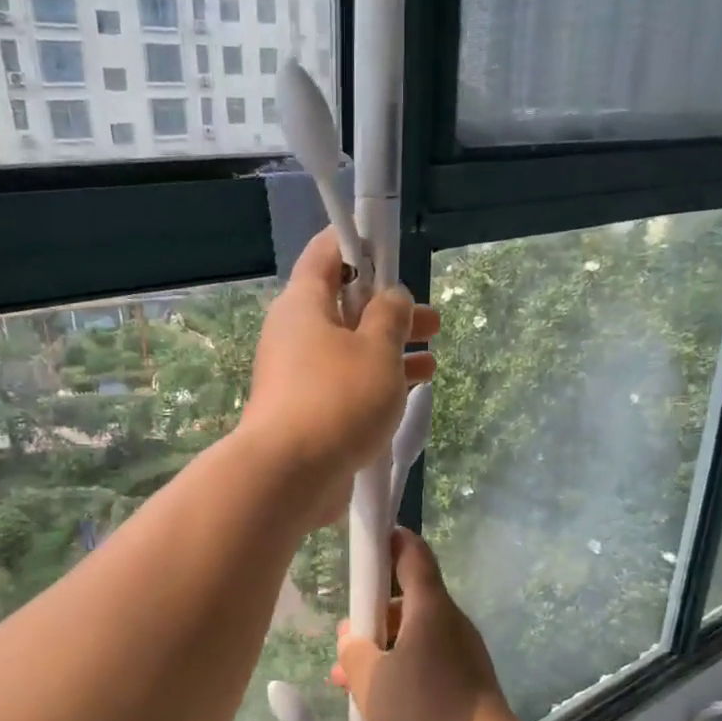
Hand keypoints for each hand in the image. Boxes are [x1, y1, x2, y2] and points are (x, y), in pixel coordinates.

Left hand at [238, 228, 438, 527]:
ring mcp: (299, 378)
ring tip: (431, 359)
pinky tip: (409, 394)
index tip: (392, 250)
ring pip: (350, 351)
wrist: (289, 477)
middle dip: (390, 310)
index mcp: (303, 304)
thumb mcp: (377, 348)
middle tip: (430, 320)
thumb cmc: (337, 399)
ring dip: (390, 351)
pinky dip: (376, 384)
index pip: (327, 254)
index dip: (360, 244)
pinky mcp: (308, 413)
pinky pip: (346, 386)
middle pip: (345, 308)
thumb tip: (391, 298)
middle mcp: (295, 335)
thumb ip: (391, 315)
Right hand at [334, 529, 524, 720]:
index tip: (365, 546)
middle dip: (373, 613)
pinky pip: (427, 659)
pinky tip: (379, 698)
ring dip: (383, 647)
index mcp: (429, 606)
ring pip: (415, 634)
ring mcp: (462, 650)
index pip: (412, 552)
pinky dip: (402, 667)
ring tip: (349, 679)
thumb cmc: (423, 709)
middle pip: (408, 598)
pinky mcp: (467, 678)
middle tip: (346, 639)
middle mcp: (450, 620)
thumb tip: (352, 637)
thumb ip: (353, 651)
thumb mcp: (370, 680)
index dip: (389, 540)